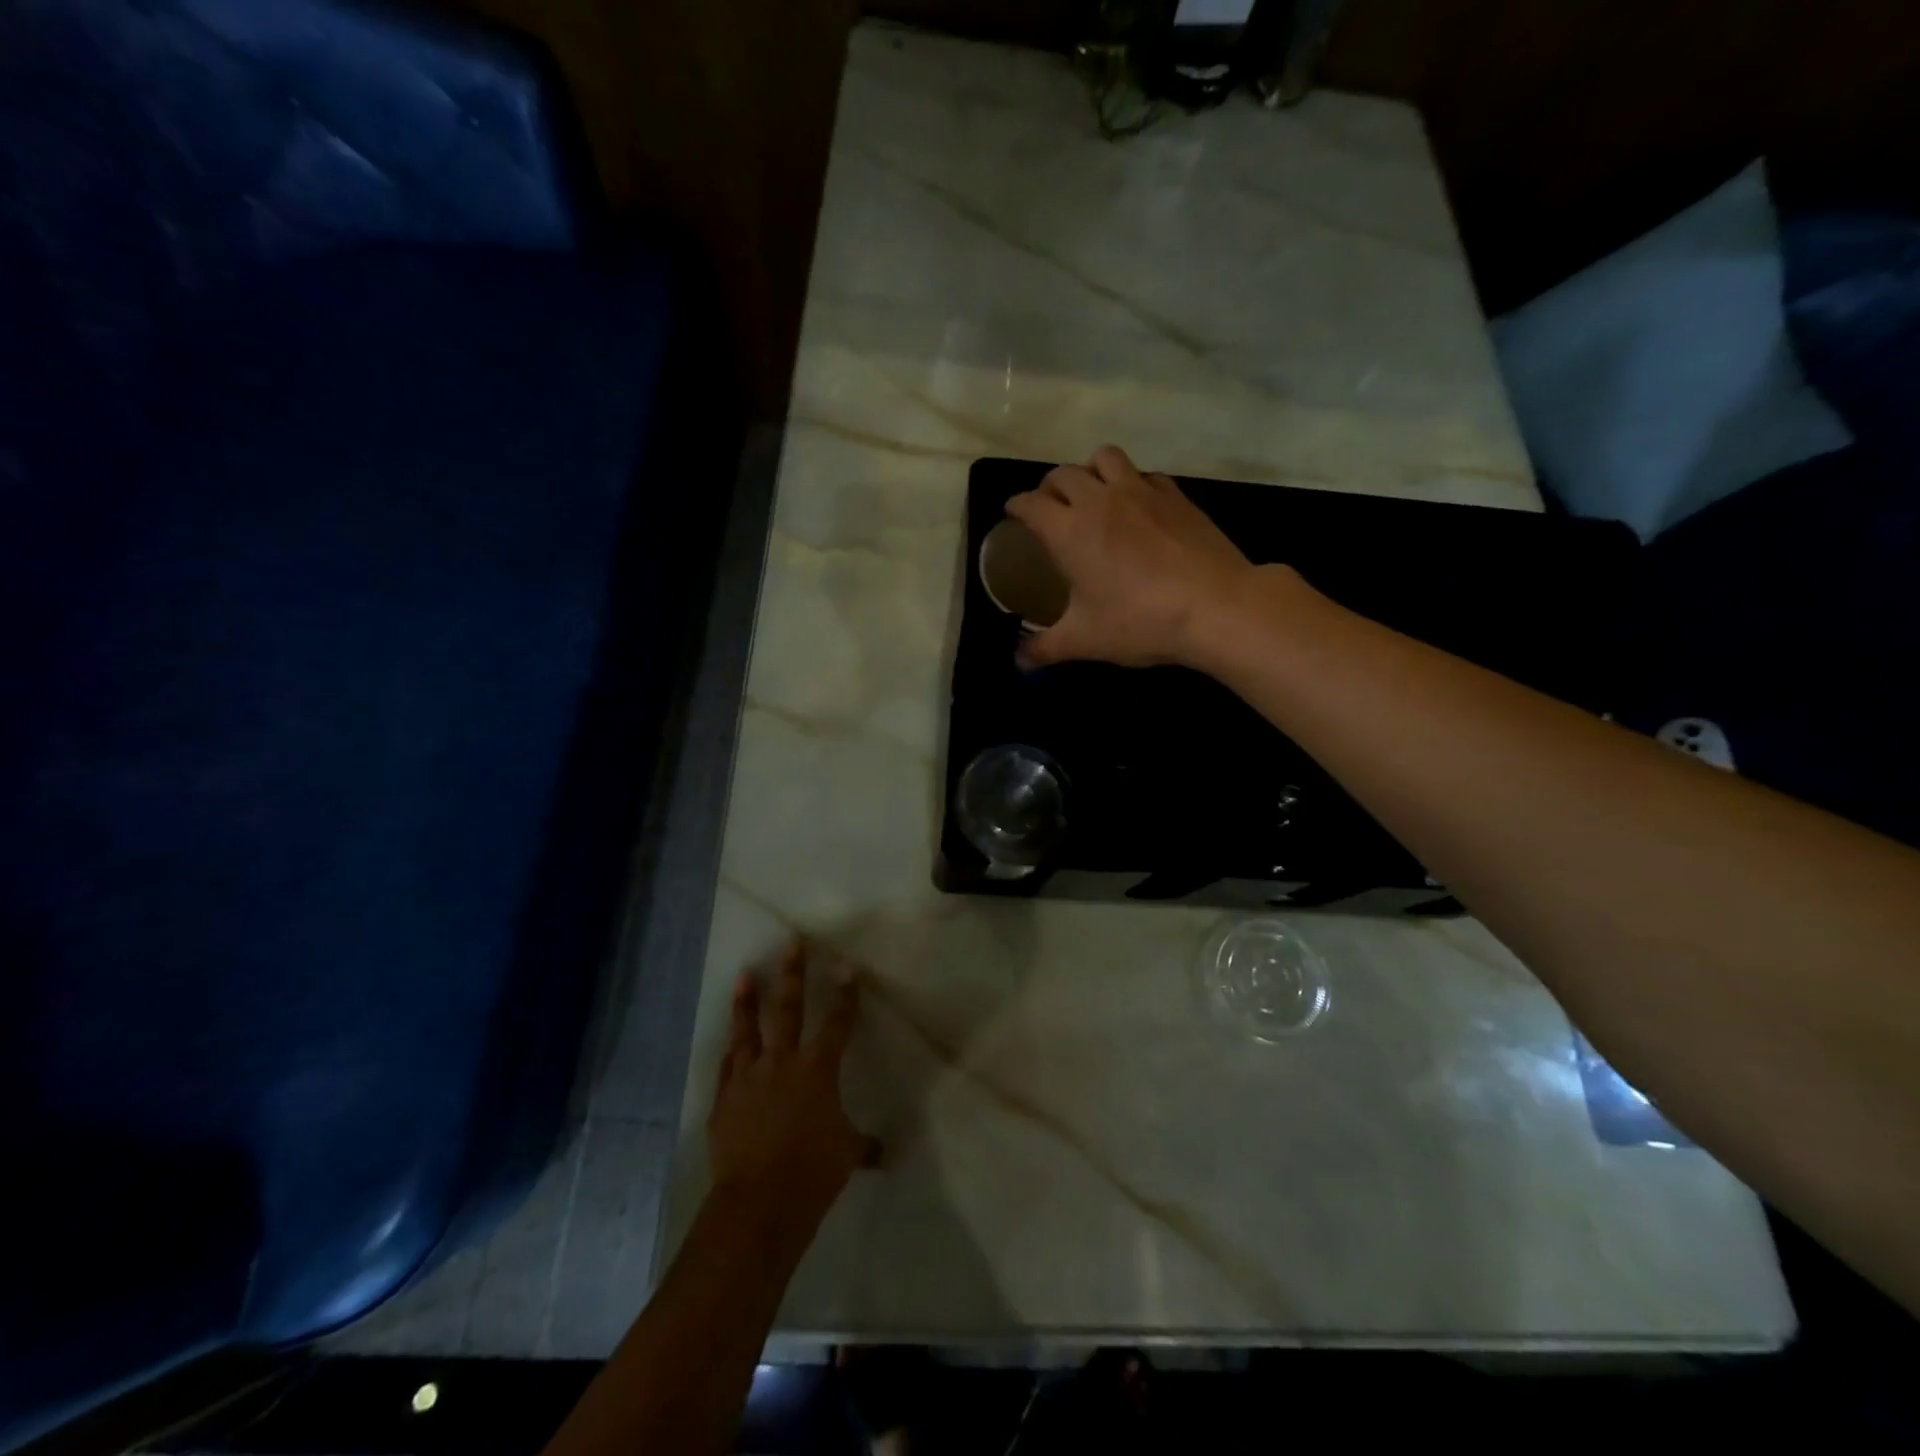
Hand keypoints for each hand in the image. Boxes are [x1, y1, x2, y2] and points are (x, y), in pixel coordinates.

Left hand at [707, 940, 877, 1244]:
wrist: (758, 1203)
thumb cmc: (812, 1173)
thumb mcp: (846, 1155)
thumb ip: (861, 1144)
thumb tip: (880, 1151)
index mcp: (818, 1069)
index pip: (838, 1022)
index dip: (845, 994)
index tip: (847, 967)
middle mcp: (782, 1062)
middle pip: (789, 1008)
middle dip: (792, 974)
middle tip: (791, 944)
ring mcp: (748, 1077)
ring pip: (748, 1029)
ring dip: (748, 1001)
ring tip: (746, 975)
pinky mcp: (724, 1099)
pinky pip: (728, 1066)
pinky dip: (732, 1050)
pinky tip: (731, 1041)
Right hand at [1005, 445, 1260, 668]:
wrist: (1215, 606)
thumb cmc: (1139, 621)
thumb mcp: (1084, 641)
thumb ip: (1044, 648)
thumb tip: (1019, 661)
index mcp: (1069, 530)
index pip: (1030, 504)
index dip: (1016, 506)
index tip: (1012, 514)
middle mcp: (1100, 500)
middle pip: (1063, 474)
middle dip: (1048, 487)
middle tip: (1049, 508)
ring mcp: (1141, 491)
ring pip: (1105, 458)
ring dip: (1090, 470)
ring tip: (1092, 494)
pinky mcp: (1176, 495)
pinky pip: (1145, 474)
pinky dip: (1132, 482)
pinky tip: (1138, 506)